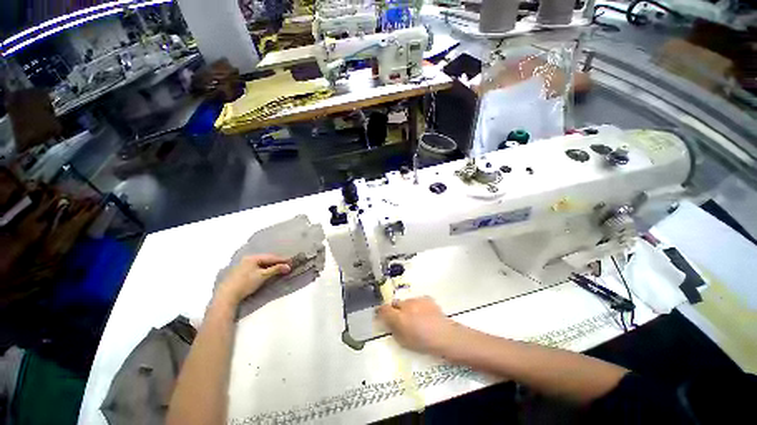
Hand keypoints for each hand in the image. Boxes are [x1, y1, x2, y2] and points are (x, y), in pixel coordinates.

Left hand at [216, 254, 290, 305]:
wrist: (227, 295)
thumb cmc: (246, 283)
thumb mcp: (263, 276)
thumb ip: (276, 269)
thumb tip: (288, 267)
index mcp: (253, 257)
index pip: (271, 257)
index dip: (281, 259)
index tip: (291, 261)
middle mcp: (247, 259)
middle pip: (266, 259)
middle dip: (276, 262)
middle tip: (286, 264)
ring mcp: (243, 265)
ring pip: (260, 263)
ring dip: (270, 265)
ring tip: (279, 267)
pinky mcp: (240, 272)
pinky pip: (256, 267)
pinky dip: (264, 268)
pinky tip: (267, 271)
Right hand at [377, 296, 460, 355]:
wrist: (446, 336)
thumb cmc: (424, 343)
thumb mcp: (404, 341)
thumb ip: (393, 329)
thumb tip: (387, 322)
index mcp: (399, 317)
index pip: (384, 309)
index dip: (380, 311)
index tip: (380, 314)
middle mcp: (406, 305)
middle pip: (395, 303)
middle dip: (395, 310)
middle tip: (400, 319)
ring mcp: (417, 300)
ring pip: (406, 302)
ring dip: (407, 308)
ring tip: (415, 318)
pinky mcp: (426, 298)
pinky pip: (417, 301)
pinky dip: (417, 306)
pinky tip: (424, 314)